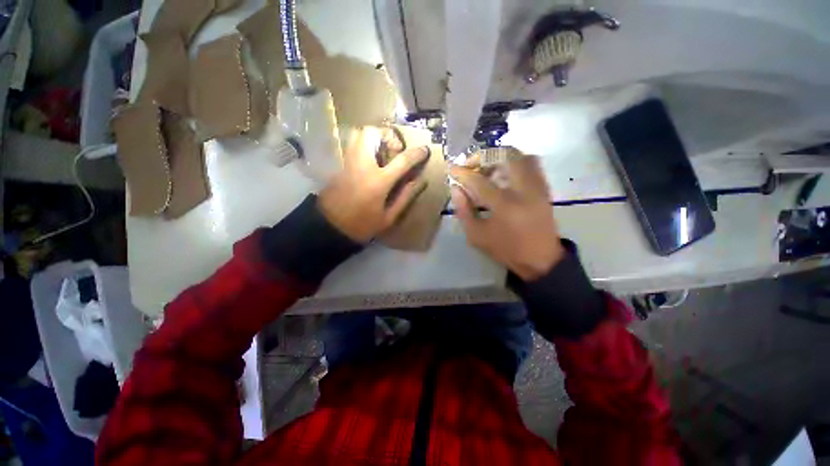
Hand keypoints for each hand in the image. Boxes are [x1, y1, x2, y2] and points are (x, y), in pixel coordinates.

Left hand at [319, 127, 429, 242]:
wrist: (330, 227)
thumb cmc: (362, 225)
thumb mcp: (388, 217)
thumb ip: (405, 197)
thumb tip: (420, 181)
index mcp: (378, 181)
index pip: (402, 160)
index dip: (417, 153)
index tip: (425, 150)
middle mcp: (362, 165)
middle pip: (372, 133)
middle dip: (388, 135)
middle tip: (395, 150)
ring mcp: (349, 162)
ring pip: (358, 134)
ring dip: (374, 138)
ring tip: (383, 153)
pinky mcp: (340, 165)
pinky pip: (353, 145)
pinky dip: (365, 145)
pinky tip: (371, 161)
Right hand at [450, 153, 564, 280]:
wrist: (540, 259)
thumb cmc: (506, 249)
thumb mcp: (476, 236)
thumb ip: (463, 211)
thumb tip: (456, 189)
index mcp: (504, 206)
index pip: (478, 180)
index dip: (462, 172)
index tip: (451, 168)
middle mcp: (524, 190)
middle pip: (505, 155)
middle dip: (484, 155)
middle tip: (472, 165)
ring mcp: (537, 187)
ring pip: (521, 155)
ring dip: (500, 157)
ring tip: (488, 169)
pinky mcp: (544, 188)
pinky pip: (532, 163)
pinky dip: (515, 162)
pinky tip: (504, 174)